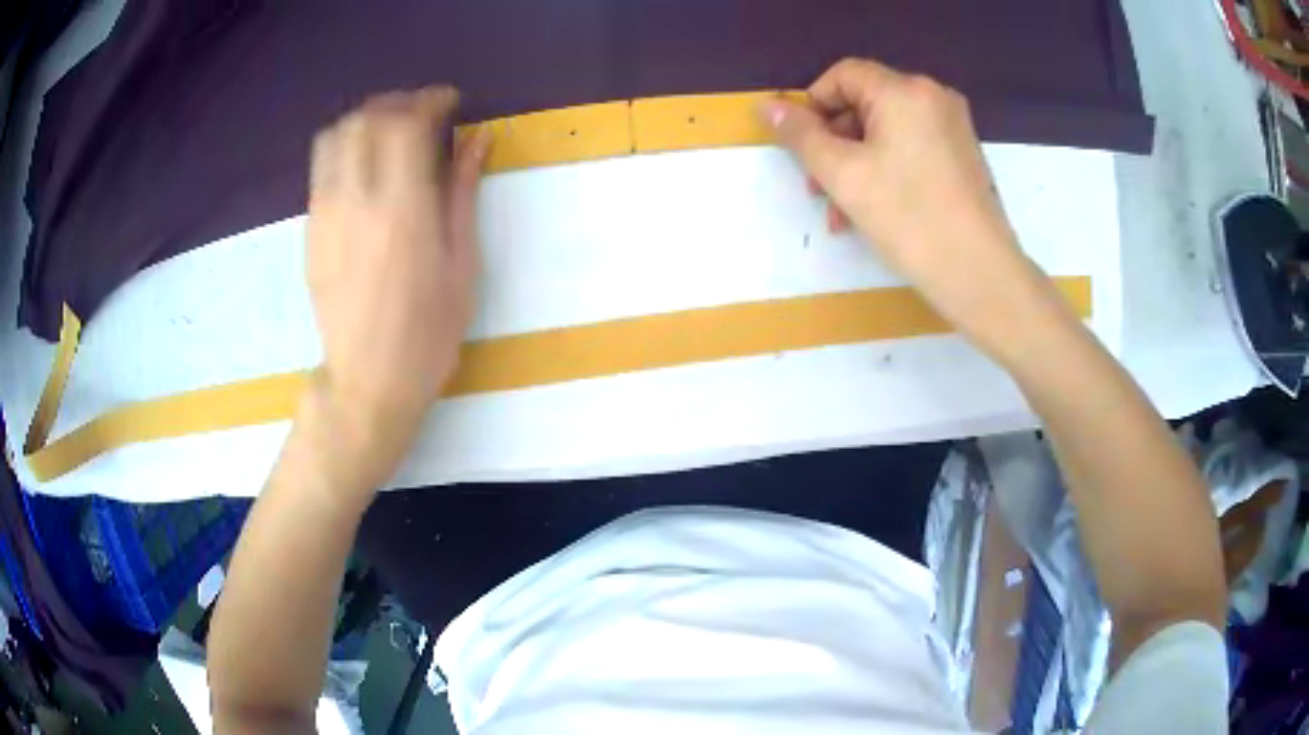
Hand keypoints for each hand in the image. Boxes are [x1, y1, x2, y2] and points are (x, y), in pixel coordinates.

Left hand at [307, 87, 488, 443]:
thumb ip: (463, 193)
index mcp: (404, 208)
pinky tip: (365, 170)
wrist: (367, 382)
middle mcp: (357, 200)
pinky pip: (322, 169)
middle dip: (396, 104)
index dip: (430, 102)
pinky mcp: (310, 230)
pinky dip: (345, 150)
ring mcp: (325, 214)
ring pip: (334, 137)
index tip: (450, 104)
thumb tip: (477, 141)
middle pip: (366, 119)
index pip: (407, 123)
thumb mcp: (462, 265)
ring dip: (364, 121)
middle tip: (420, 115)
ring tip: (388, 133)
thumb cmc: (428, 334)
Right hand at [761, 59, 1059, 355]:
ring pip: (887, 130)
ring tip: (842, 212)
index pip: (843, 75)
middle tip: (817, 189)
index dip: (813, 105)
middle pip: (866, 103)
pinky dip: (887, 169)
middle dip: (834, 142)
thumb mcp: (842, 175)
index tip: (801, 149)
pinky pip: (912, 148)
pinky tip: (873, 210)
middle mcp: (933, 97)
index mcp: (904, 91)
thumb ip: (800, 135)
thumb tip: (768, 107)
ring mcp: (953, 126)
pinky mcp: (963, 155)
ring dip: (856, 163)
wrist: (980, 274)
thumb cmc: (909, 218)